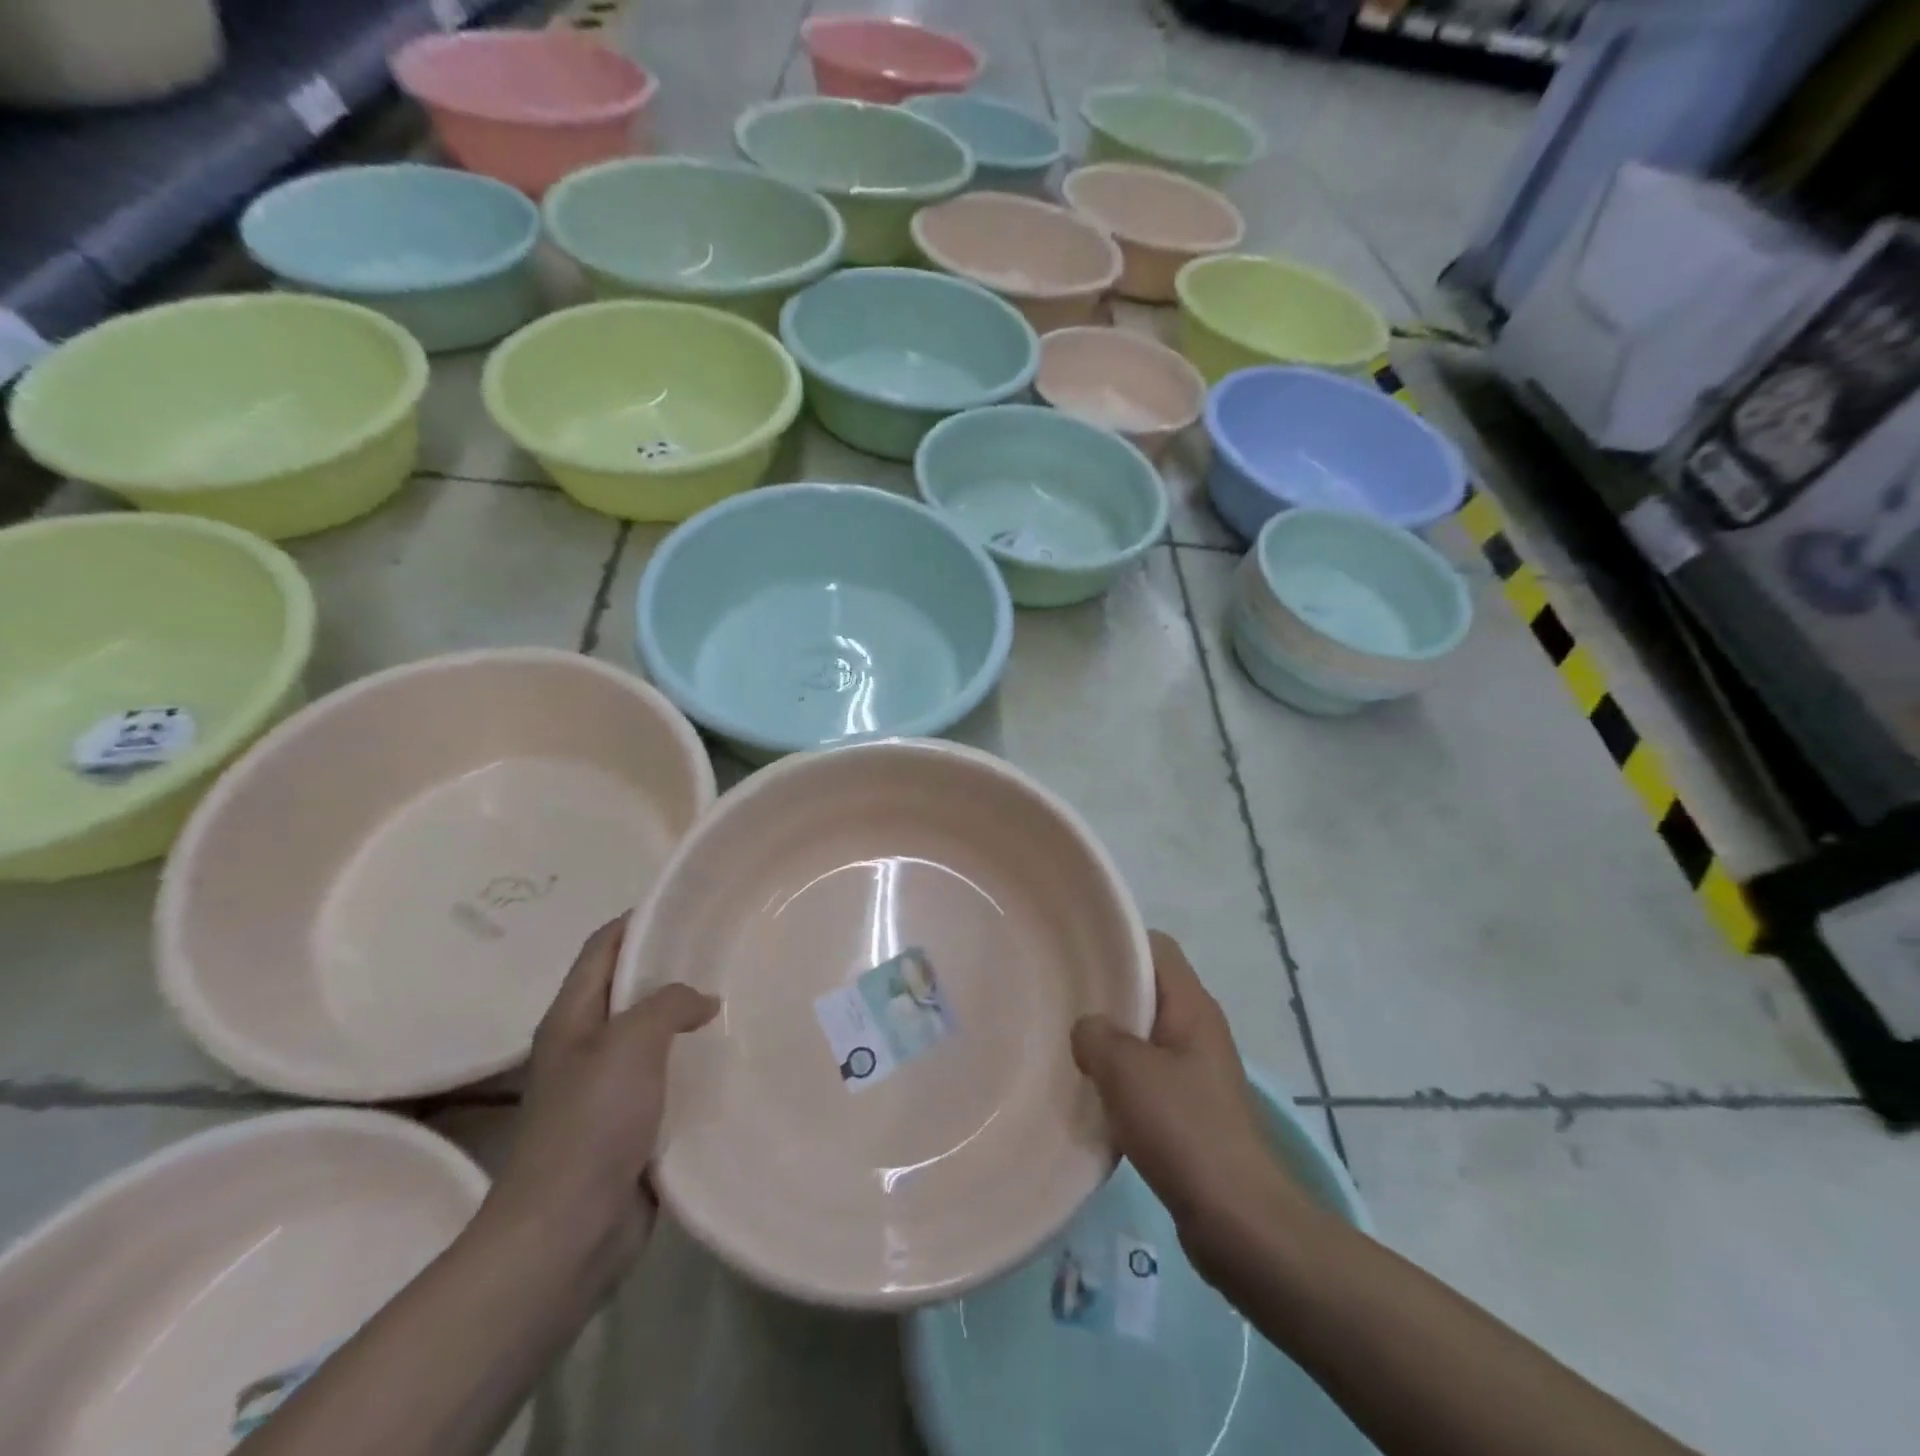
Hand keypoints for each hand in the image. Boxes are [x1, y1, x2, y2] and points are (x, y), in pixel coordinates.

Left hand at [475, 916, 717, 1298]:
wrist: (566, 1233)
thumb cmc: (591, 1125)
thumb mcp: (631, 1043)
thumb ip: (669, 1004)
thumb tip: (703, 1002)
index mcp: (572, 1018)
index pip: (604, 946)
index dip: (640, 919)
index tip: (690, 906)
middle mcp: (587, 1045)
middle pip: (630, 987)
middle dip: (674, 966)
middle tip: (727, 952)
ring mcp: (607, 1088)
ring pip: (653, 1034)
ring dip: (688, 1018)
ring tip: (740, 999)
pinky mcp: (631, 1124)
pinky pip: (667, 1077)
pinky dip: (694, 1063)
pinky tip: (731, 1058)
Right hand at [1072, 931, 1305, 1273]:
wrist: (1238, 1220)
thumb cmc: (1184, 1130)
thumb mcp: (1126, 1071)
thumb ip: (1096, 1034)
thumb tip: (1087, 1028)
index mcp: (1192, 1006)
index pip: (1156, 947)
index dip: (1118, 942)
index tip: (1076, 954)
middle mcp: (1199, 1029)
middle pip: (1148, 990)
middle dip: (1107, 993)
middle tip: (1061, 1001)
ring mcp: (1198, 1071)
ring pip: (1146, 1036)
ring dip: (1111, 1041)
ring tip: (1069, 1047)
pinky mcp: (1193, 1109)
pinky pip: (1150, 1075)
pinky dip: (1122, 1078)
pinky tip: (1093, 1094)